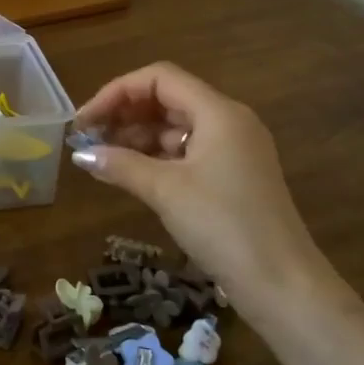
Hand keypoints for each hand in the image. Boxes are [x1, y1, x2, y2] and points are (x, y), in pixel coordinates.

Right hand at [71, 63, 320, 315]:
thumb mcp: (166, 191)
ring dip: (137, 136)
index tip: (85, 121)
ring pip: (176, 127)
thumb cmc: (223, 225)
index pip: (159, 79)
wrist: (282, 284)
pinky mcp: (232, 177)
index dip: (117, 92)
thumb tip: (81, 154)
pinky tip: (129, 173)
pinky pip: (187, 152)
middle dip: (124, 114)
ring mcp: (233, 150)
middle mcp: (228, 122)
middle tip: (88, 139)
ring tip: (102, 157)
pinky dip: (156, 157)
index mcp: (218, 112)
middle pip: (167, 99)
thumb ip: (120, 164)